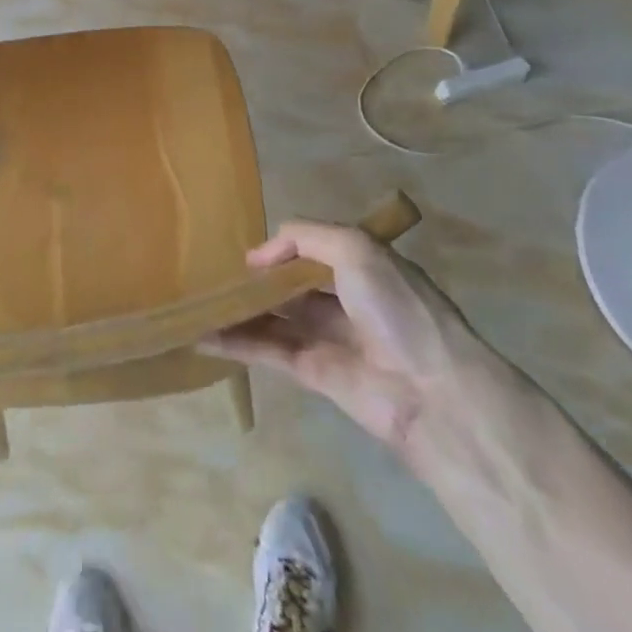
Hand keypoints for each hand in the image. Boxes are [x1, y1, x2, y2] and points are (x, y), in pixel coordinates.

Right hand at [200, 221, 491, 454]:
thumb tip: (260, 256)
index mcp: (362, 266)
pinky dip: (237, 343)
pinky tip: (204, 334)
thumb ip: (304, 238)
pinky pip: (270, 352)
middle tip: (213, 273)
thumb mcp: (355, 249)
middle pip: (292, 284)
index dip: (283, 247)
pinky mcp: (314, 375)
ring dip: (241, 309)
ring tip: (199, 301)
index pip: (315, 249)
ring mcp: (329, 338)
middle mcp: (346, 299)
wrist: (432, 393)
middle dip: (259, 279)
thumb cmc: (397, 307)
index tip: (250, 253)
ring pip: (276, 318)